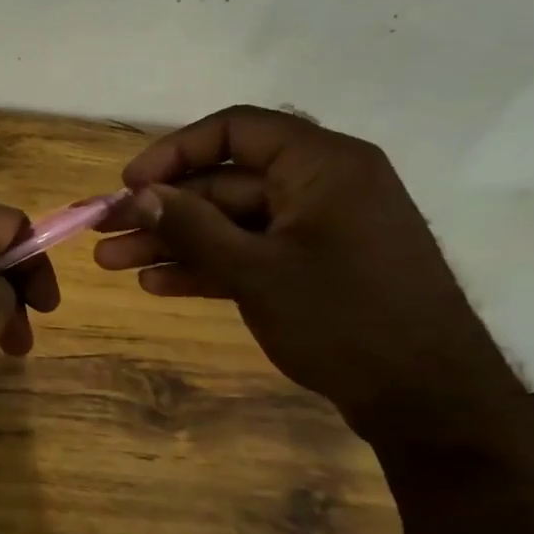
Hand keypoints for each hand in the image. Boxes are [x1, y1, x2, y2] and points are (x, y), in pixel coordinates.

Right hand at [94, 106, 519, 431]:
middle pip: (223, 182)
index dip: (174, 152)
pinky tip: (157, 285)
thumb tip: (137, 193)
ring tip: (112, 263)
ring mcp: (316, 230)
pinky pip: (249, 253)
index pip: (235, 130)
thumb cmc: (344, 320)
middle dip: (161, 210)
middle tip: (104, 231)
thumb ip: (193, 227)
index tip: (129, 184)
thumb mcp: (256, 271)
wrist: (429, 403)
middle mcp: (320, 186)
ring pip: (229, 222)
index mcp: (322, 165)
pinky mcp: (312, 268)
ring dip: (172, 242)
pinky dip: (206, 266)